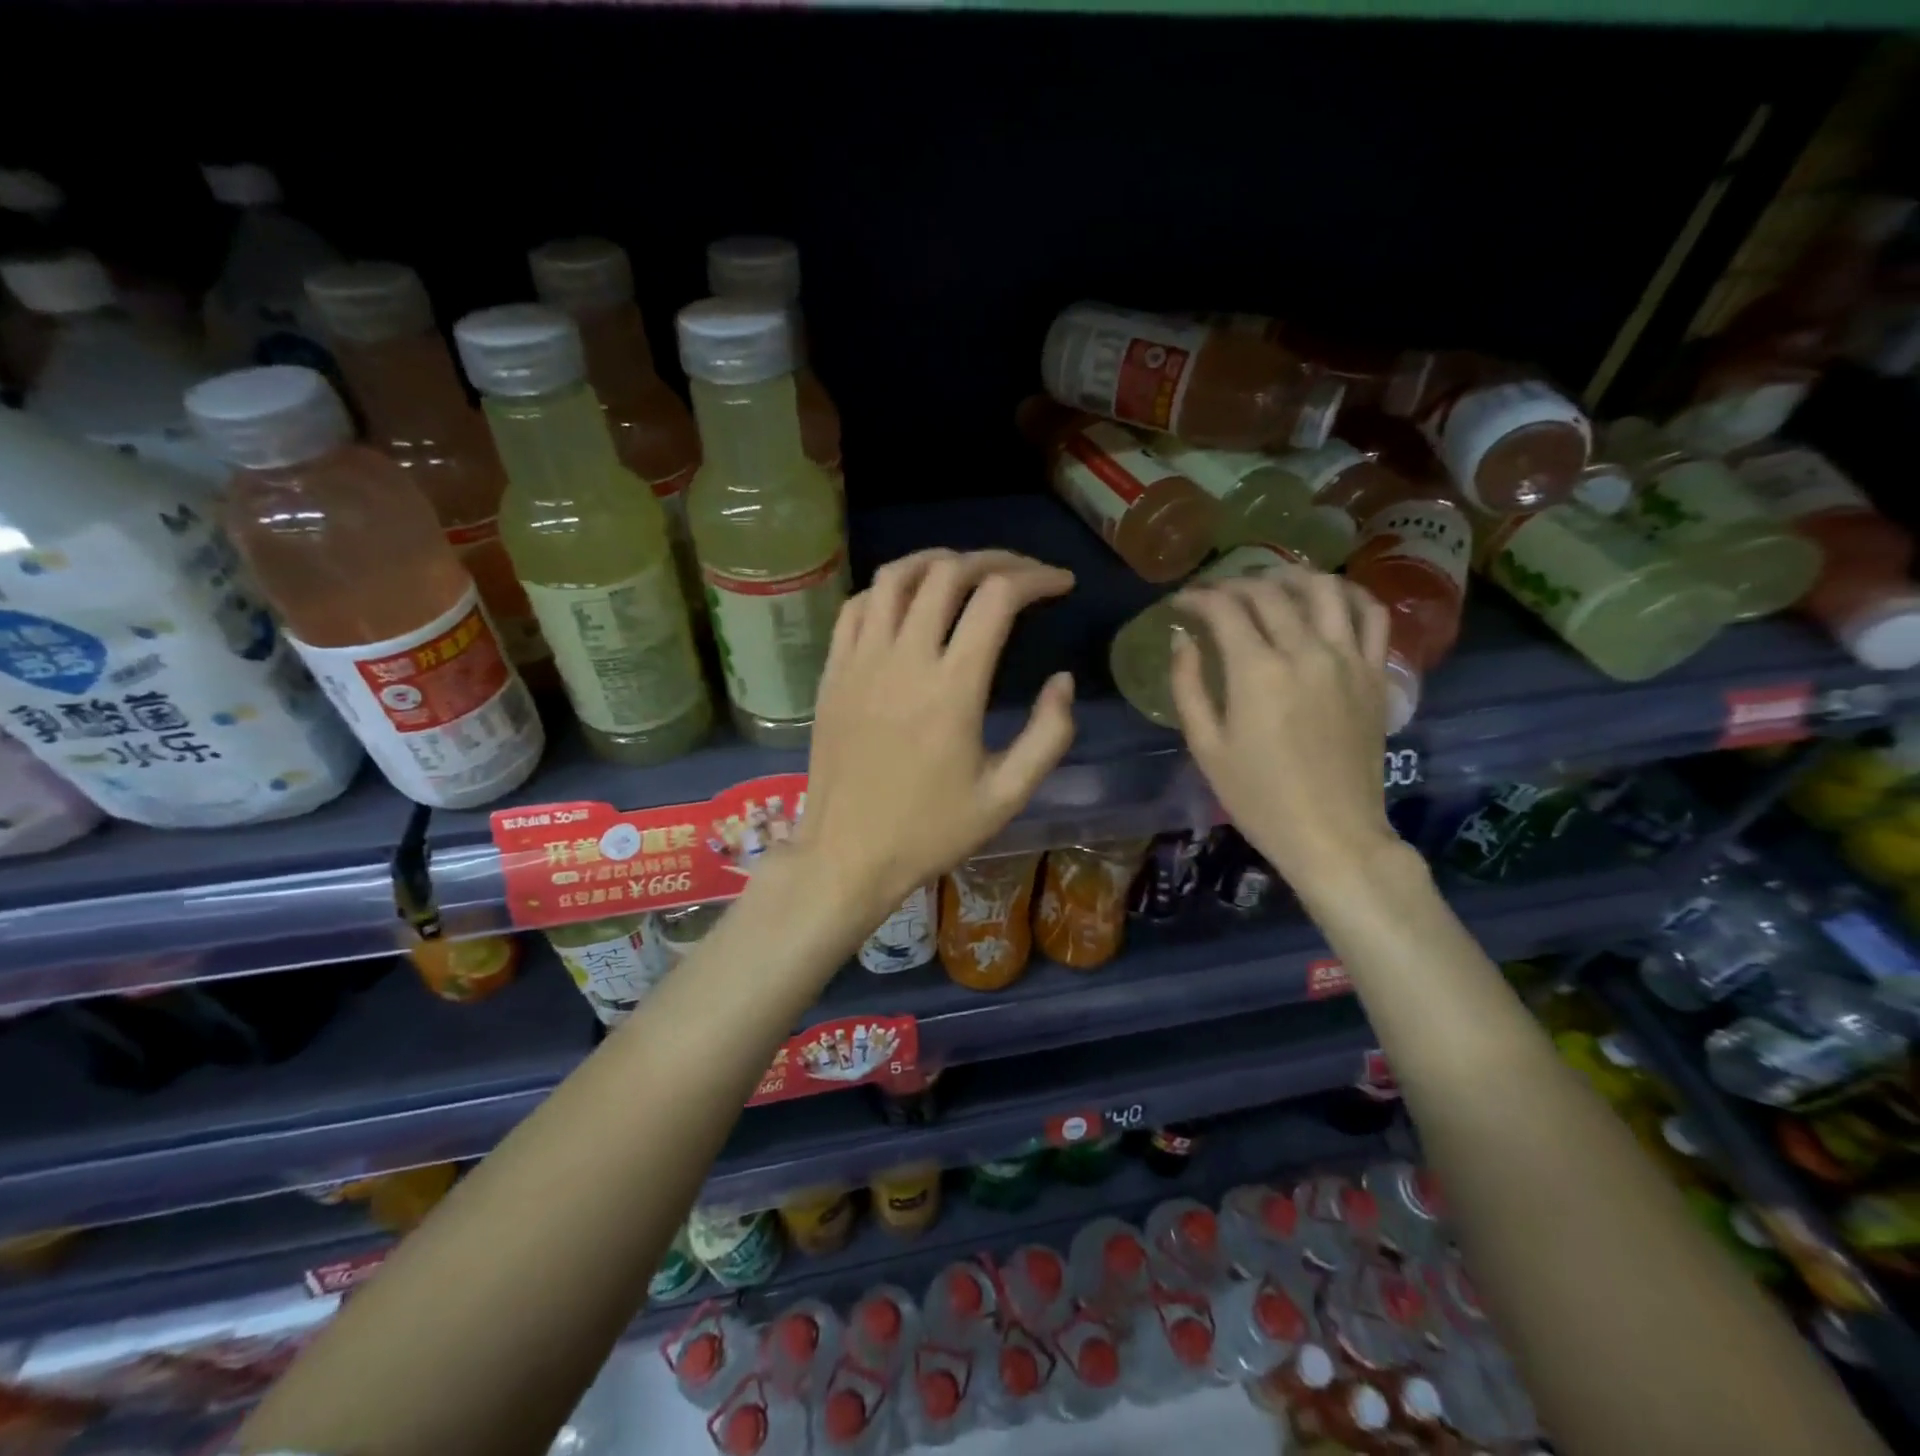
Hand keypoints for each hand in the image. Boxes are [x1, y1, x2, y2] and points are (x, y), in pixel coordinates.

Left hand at [795, 549, 1075, 925]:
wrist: (847, 855)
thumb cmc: (930, 831)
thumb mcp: (1007, 796)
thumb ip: (1048, 735)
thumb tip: (1063, 681)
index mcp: (953, 688)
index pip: (997, 598)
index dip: (1037, 578)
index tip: (1061, 584)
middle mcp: (904, 659)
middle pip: (948, 572)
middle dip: (996, 560)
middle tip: (1022, 573)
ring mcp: (860, 661)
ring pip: (895, 576)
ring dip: (938, 561)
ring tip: (968, 571)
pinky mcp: (833, 672)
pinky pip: (857, 606)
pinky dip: (889, 589)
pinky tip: (909, 603)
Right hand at [1168, 570, 1398, 901]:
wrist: (1332, 834)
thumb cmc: (1258, 798)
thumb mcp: (1206, 747)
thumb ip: (1188, 686)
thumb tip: (1183, 641)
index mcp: (1257, 672)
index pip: (1225, 609)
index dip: (1198, 598)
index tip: (1181, 603)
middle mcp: (1306, 652)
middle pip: (1270, 593)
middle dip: (1234, 584)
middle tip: (1215, 595)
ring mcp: (1348, 660)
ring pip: (1324, 590)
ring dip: (1291, 576)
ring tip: (1269, 583)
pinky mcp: (1375, 674)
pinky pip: (1370, 616)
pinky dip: (1348, 595)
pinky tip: (1327, 598)